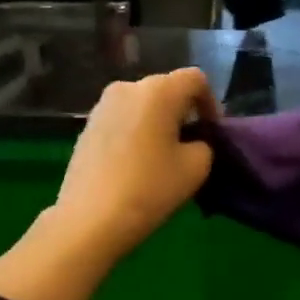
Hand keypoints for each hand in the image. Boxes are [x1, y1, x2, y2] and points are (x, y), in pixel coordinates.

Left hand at [53, 67, 219, 258]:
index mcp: (158, 91)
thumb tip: (193, 142)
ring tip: (163, 156)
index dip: (211, 102)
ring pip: (142, 105)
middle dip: (183, 112)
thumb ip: (204, 144)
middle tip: (191, 145)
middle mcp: (127, 87)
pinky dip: (136, 132)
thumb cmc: (150, 188)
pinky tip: (136, 163)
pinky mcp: (87, 126)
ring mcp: (102, 106)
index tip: (212, 132)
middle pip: (166, 89)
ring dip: (158, 122)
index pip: (195, 79)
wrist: (90, 219)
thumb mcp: (196, 168)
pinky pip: (122, 120)